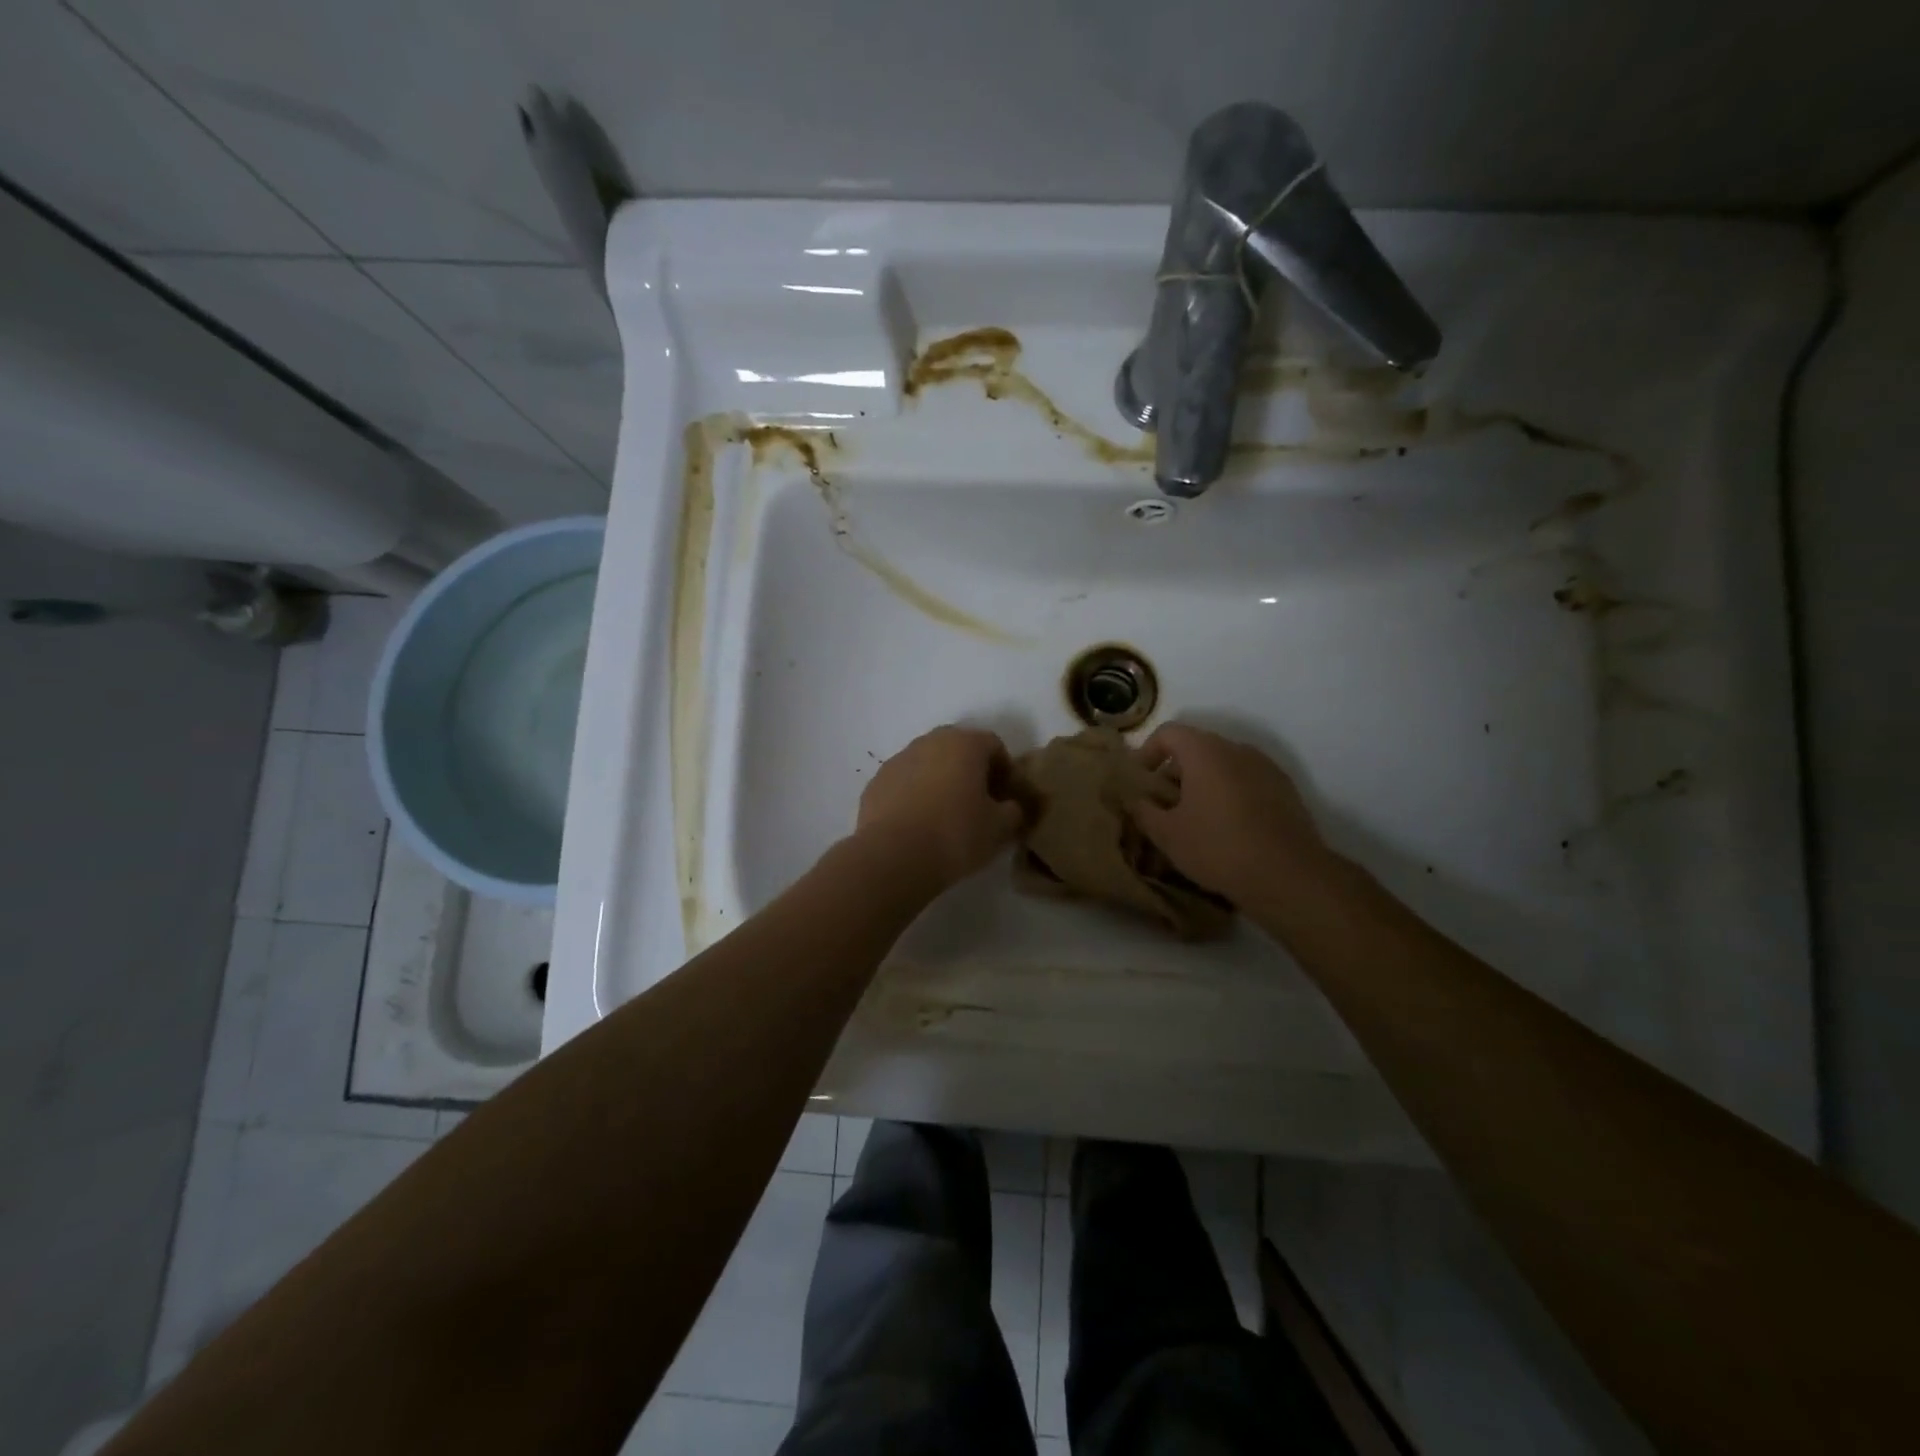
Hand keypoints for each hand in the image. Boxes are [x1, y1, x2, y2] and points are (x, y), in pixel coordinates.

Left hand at [856, 726, 1024, 887]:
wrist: (893, 857)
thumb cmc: (955, 835)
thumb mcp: (999, 828)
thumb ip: (1013, 811)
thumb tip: (1009, 806)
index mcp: (965, 744)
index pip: (994, 745)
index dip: (1004, 770)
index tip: (1005, 797)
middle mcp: (930, 741)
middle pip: (958, 748)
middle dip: (970, 771)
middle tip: (977, 803)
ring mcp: (898, 760)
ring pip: (928, 764)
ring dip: (940, 780)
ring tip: (945, 815)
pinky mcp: (875, 782)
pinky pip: (904, 783)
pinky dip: (914, 795)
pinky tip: (918, 824)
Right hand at [1126, 723, 1332, 905]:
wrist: (1289, 875)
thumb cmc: (1218, 847)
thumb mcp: (1167, 834)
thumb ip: (1143, 811)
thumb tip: (1136, 800)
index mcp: (1205, 751)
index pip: (1168, 733)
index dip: (1147, 752)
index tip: (1140, 782)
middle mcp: (1237, 749)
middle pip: (1197, 748)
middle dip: (1174, 773)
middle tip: (1162, 805)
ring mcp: (1266, 768)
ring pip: (1224, 766)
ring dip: (1203, 785)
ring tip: (1194, 820)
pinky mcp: (1286, 791)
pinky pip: (1246, 782)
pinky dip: (1229, 795)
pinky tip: (1226, 829)